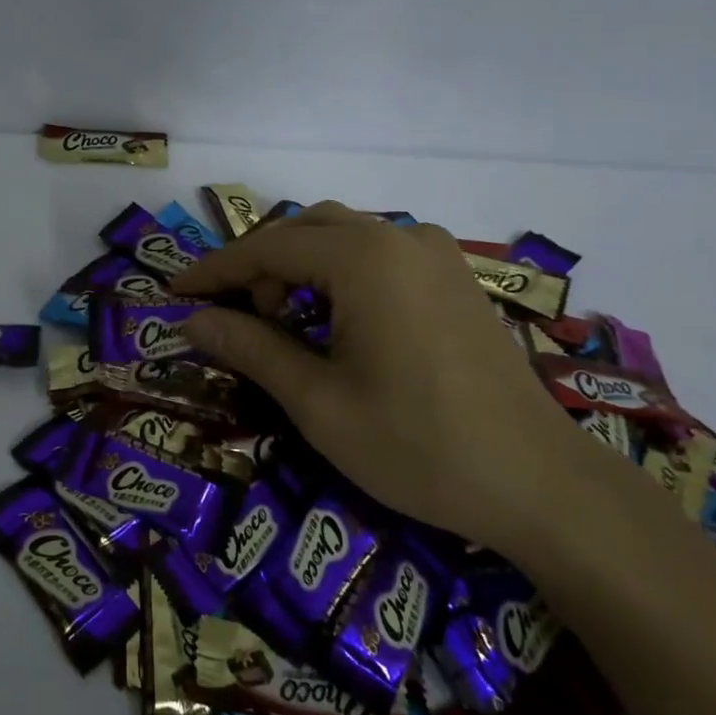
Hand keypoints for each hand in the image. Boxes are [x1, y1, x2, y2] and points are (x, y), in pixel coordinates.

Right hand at [172, 203, 581, 549]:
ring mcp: (434, 253)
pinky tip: (335, 320)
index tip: (175, 294)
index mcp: (364, 258)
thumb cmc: (418, 445)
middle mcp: (399, 236)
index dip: (215, 270)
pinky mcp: (454, 277)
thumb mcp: (317, 402)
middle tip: (232, 317)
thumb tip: (193, 320)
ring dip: (298, 267)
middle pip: (304, 230)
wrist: (540, 484)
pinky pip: (377, 253)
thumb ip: (250, 348)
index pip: (266, 248)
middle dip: (257, 266)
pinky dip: (339, 273)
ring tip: (282, 323)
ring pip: (342, 236)